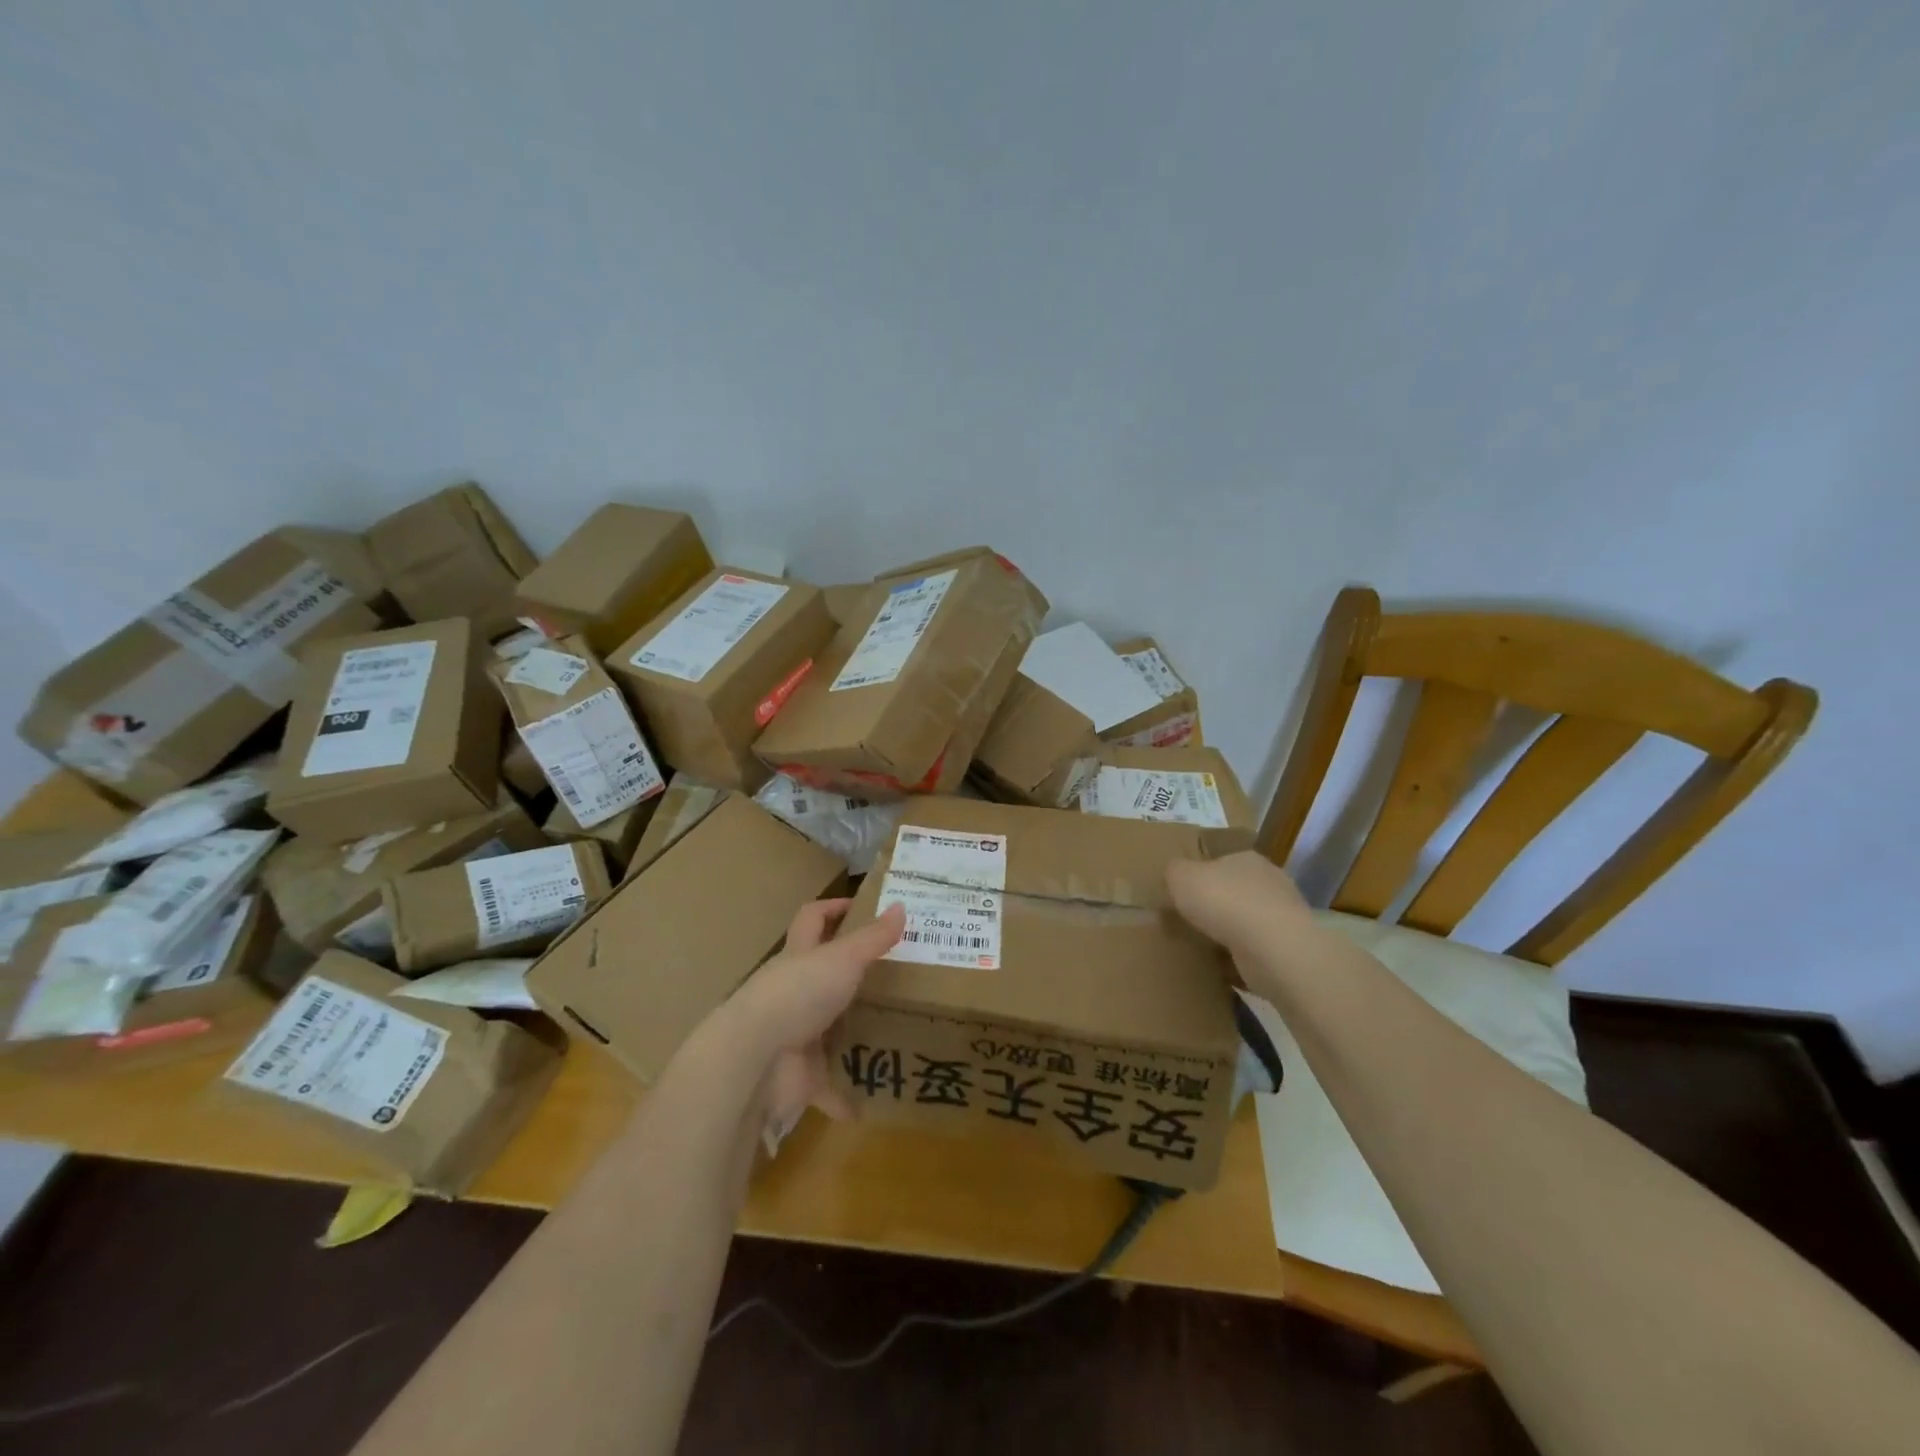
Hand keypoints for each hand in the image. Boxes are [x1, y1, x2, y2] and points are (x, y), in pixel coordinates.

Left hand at [727, 899, 905, 1140]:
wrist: (755, 1060)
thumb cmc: (797, 994)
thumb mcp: (843, 958)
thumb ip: (873, 937)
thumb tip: (901, 906)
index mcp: (799, 957)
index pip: (813, 920)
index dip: (834, 908)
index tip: (863, 906)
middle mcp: (794, 992)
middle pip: (823, 977)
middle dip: (852, 977)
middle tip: (897, 976)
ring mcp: (795, 1034)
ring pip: (828, 1030)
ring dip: (852, 1034)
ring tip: (896, 1032)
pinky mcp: (799, 1076)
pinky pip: (828, 1086)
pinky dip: (846, 1096)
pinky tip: (872, 1101)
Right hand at [1166, 851, 1312, 957]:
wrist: (1272, 949)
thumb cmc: (1224, 902)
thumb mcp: (1181, 876)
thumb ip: (1174, 871)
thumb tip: (1175, 873)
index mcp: (1247, 859)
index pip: (1222, 862)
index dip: (1201, 877)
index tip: (1183, 895)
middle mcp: (1271, 883)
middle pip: (1235, 893)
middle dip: (1215, 908)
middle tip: (1189, 923)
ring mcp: (1284, 917)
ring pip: (1246, 924)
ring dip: (1228, 936)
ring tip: (1203, 949)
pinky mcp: (1288, 950)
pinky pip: (1256, 953)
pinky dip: (1241, 960)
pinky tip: (1222, 970)